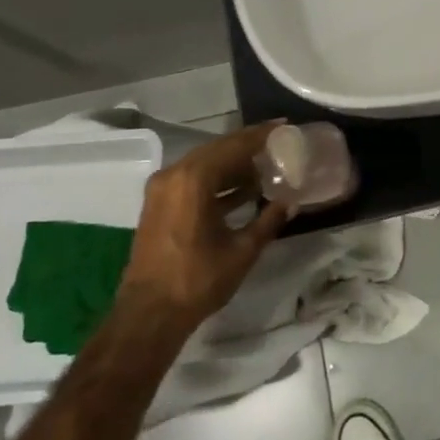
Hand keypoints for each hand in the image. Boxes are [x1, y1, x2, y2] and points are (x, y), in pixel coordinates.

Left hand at [122, 122, 289, 330]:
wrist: (149, 313)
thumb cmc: (198, 279)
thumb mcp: (242, 250)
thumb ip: (268, 220)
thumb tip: (290, 202)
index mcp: (193, 179)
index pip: (234, 145)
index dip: (261, 135)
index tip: (284, 126)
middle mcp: (174, 175)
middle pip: (218, 150)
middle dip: (248, 146)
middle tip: (278, 143)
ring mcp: (162, 189)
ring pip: (205, 164)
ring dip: (233, 165)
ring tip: (266, 167)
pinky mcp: (159, 205)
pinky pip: (193, 180)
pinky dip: (217, 180)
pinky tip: (243, 190)